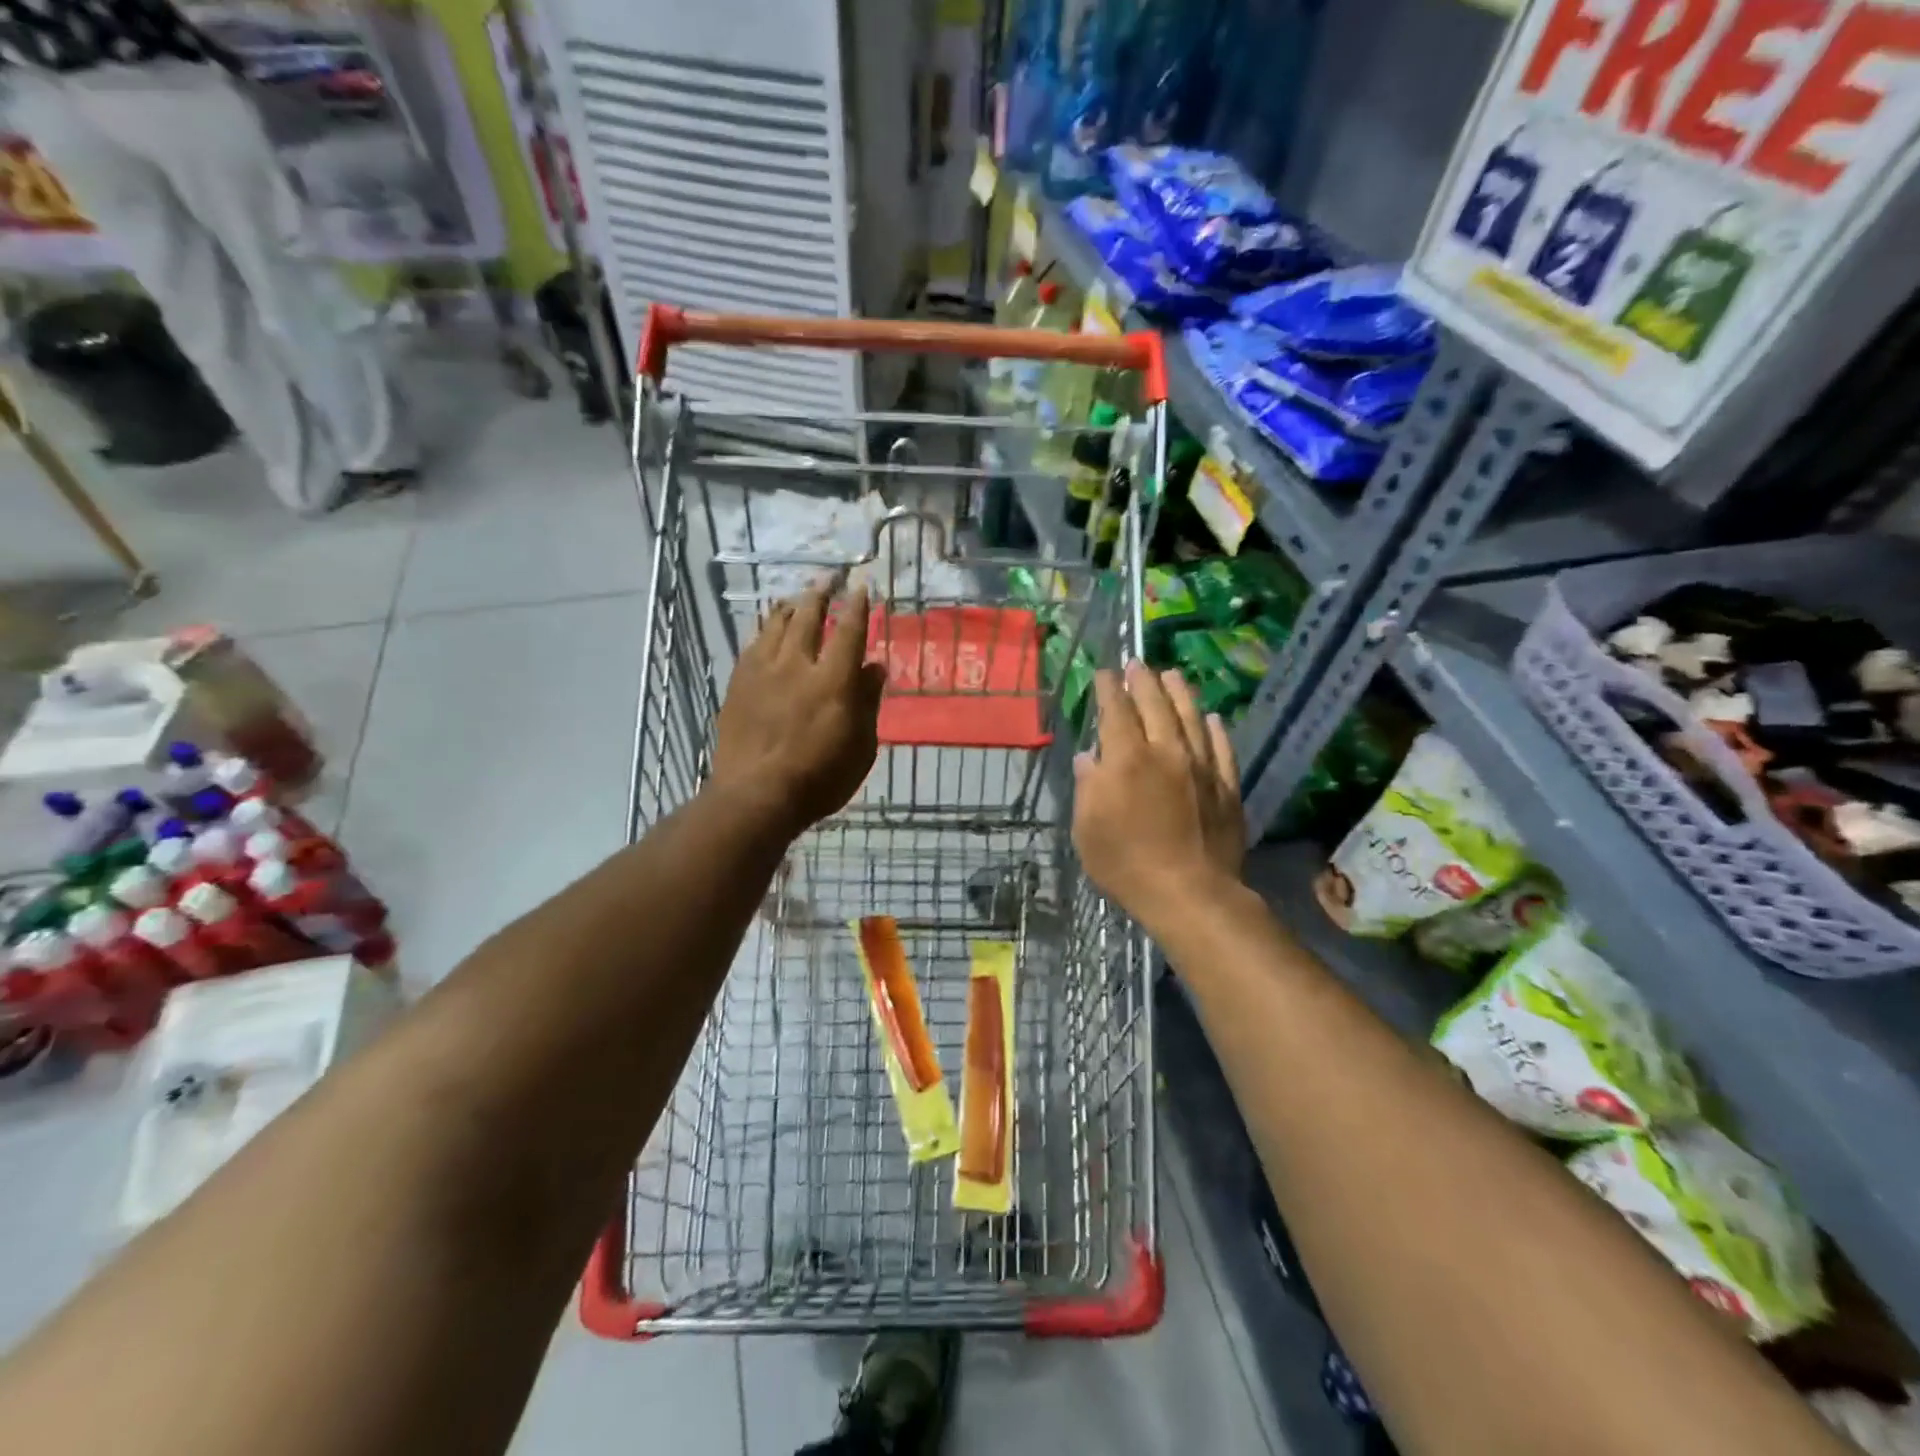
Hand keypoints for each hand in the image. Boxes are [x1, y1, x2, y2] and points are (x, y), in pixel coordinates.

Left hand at [712, 583, 885, 836]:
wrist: (756, 794)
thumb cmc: (819, 778)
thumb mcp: (861, 747)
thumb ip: (867, 703)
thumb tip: (874, 667)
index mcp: (833, 680)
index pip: (848, 631)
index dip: (856, 606)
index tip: (860, 586)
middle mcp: (797, 665)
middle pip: (808, 617)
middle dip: (820, 593)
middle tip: (827, 577)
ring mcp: (763, 672)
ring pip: (776, 625)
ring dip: (790, 607)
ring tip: (797, 598)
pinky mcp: (738, 684)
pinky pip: (753, 644)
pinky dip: (765, 630)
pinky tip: (767, 630)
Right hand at [1072, 664, 1245, 932]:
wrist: (1190, 893)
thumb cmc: (1126, 864)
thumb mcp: (1087, 829)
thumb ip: (1087, 787)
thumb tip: (1089, 758)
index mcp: (1127, 760)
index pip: (1115, 712)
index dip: (1108, 689)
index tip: (1104, 673)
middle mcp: (1166, 752)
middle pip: (1154, 706)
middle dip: (1142, 681)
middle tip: (1136, 663)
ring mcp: (1201, 767)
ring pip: (1191, 718)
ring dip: (1179, 693)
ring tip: (1172, 675)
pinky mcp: (1226, 787)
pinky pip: (1222, 749)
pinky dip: (1215, 730)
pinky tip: (1211, 718)